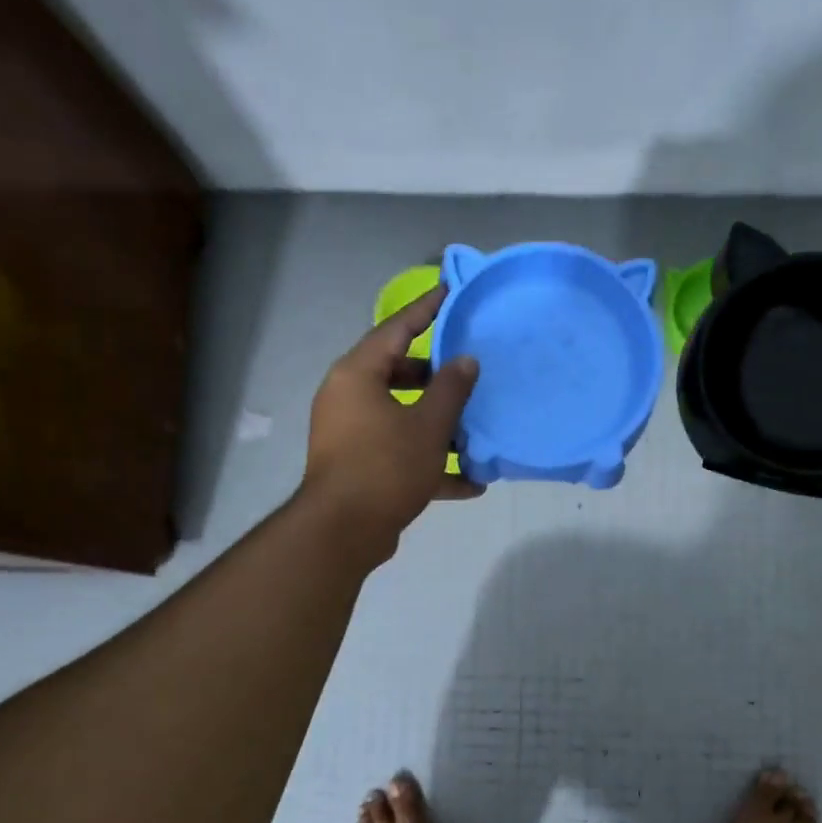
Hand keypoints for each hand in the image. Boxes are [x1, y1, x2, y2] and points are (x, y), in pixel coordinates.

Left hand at [301, 285, 481, 559]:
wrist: (344, 531)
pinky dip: (431, 463)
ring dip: (439, 425)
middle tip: (471, 370)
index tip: (450, 291)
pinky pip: (400, 454)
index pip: (396, 329)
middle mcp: (349, 398)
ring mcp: (352, 434)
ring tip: (476, 428)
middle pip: (399, 374)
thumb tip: (465, 360)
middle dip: (438, 377)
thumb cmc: (386, 465)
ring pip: (402, 417)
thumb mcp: (429, 425)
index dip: (427, 310)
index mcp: (358, 375)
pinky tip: (470, 483)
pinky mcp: (360, 467)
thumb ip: (451, 389)